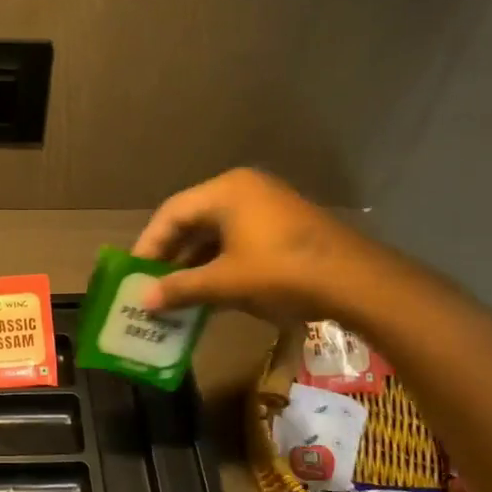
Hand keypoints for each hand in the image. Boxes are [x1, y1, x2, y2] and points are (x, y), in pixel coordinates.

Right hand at [132, 167, 388, 324]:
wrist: (358, 282)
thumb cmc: (282, 273)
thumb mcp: (225, 282)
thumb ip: (181, 288)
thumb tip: (143, 301)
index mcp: (226, 191)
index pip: (171, 213)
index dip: (149, 245)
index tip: (133, 273)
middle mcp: (244, 190)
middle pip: (192, 220)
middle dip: (170, 255)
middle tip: (150, 284)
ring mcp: (267, 207)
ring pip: (215, 233)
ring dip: (193, 263)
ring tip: (175, 293)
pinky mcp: (283, 227)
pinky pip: (237, 241)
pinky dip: (219, 264)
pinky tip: (209, 291)